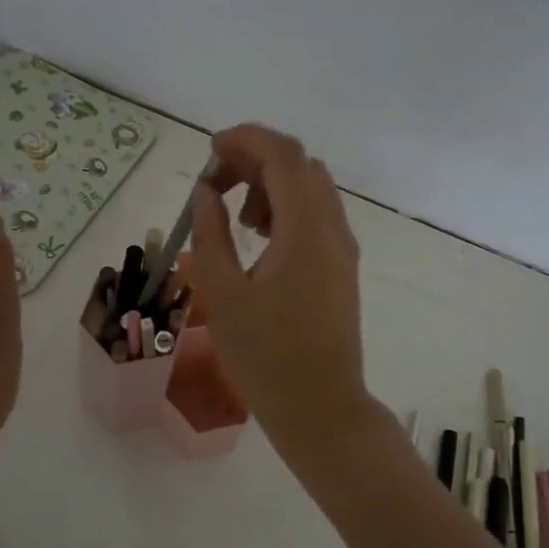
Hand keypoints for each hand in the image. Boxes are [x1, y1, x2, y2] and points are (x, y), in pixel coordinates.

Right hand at [188, 125, 374, 448]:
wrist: (321, 409)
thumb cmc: (265, 356)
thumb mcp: (222, 294)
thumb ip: (210, 233)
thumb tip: (205, 191)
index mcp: (305, 229)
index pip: (283, 154)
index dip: (245, 139)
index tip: (210, 151)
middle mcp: (332, 228)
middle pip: (299, 165)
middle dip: (254, 160)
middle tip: (214, 184)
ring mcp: (342, 248)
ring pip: (310, 188)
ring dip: (270, 184)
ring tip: (235, 216)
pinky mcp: (341, 267)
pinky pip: (316, 215)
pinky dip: (285, 208)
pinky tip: (258, 239)